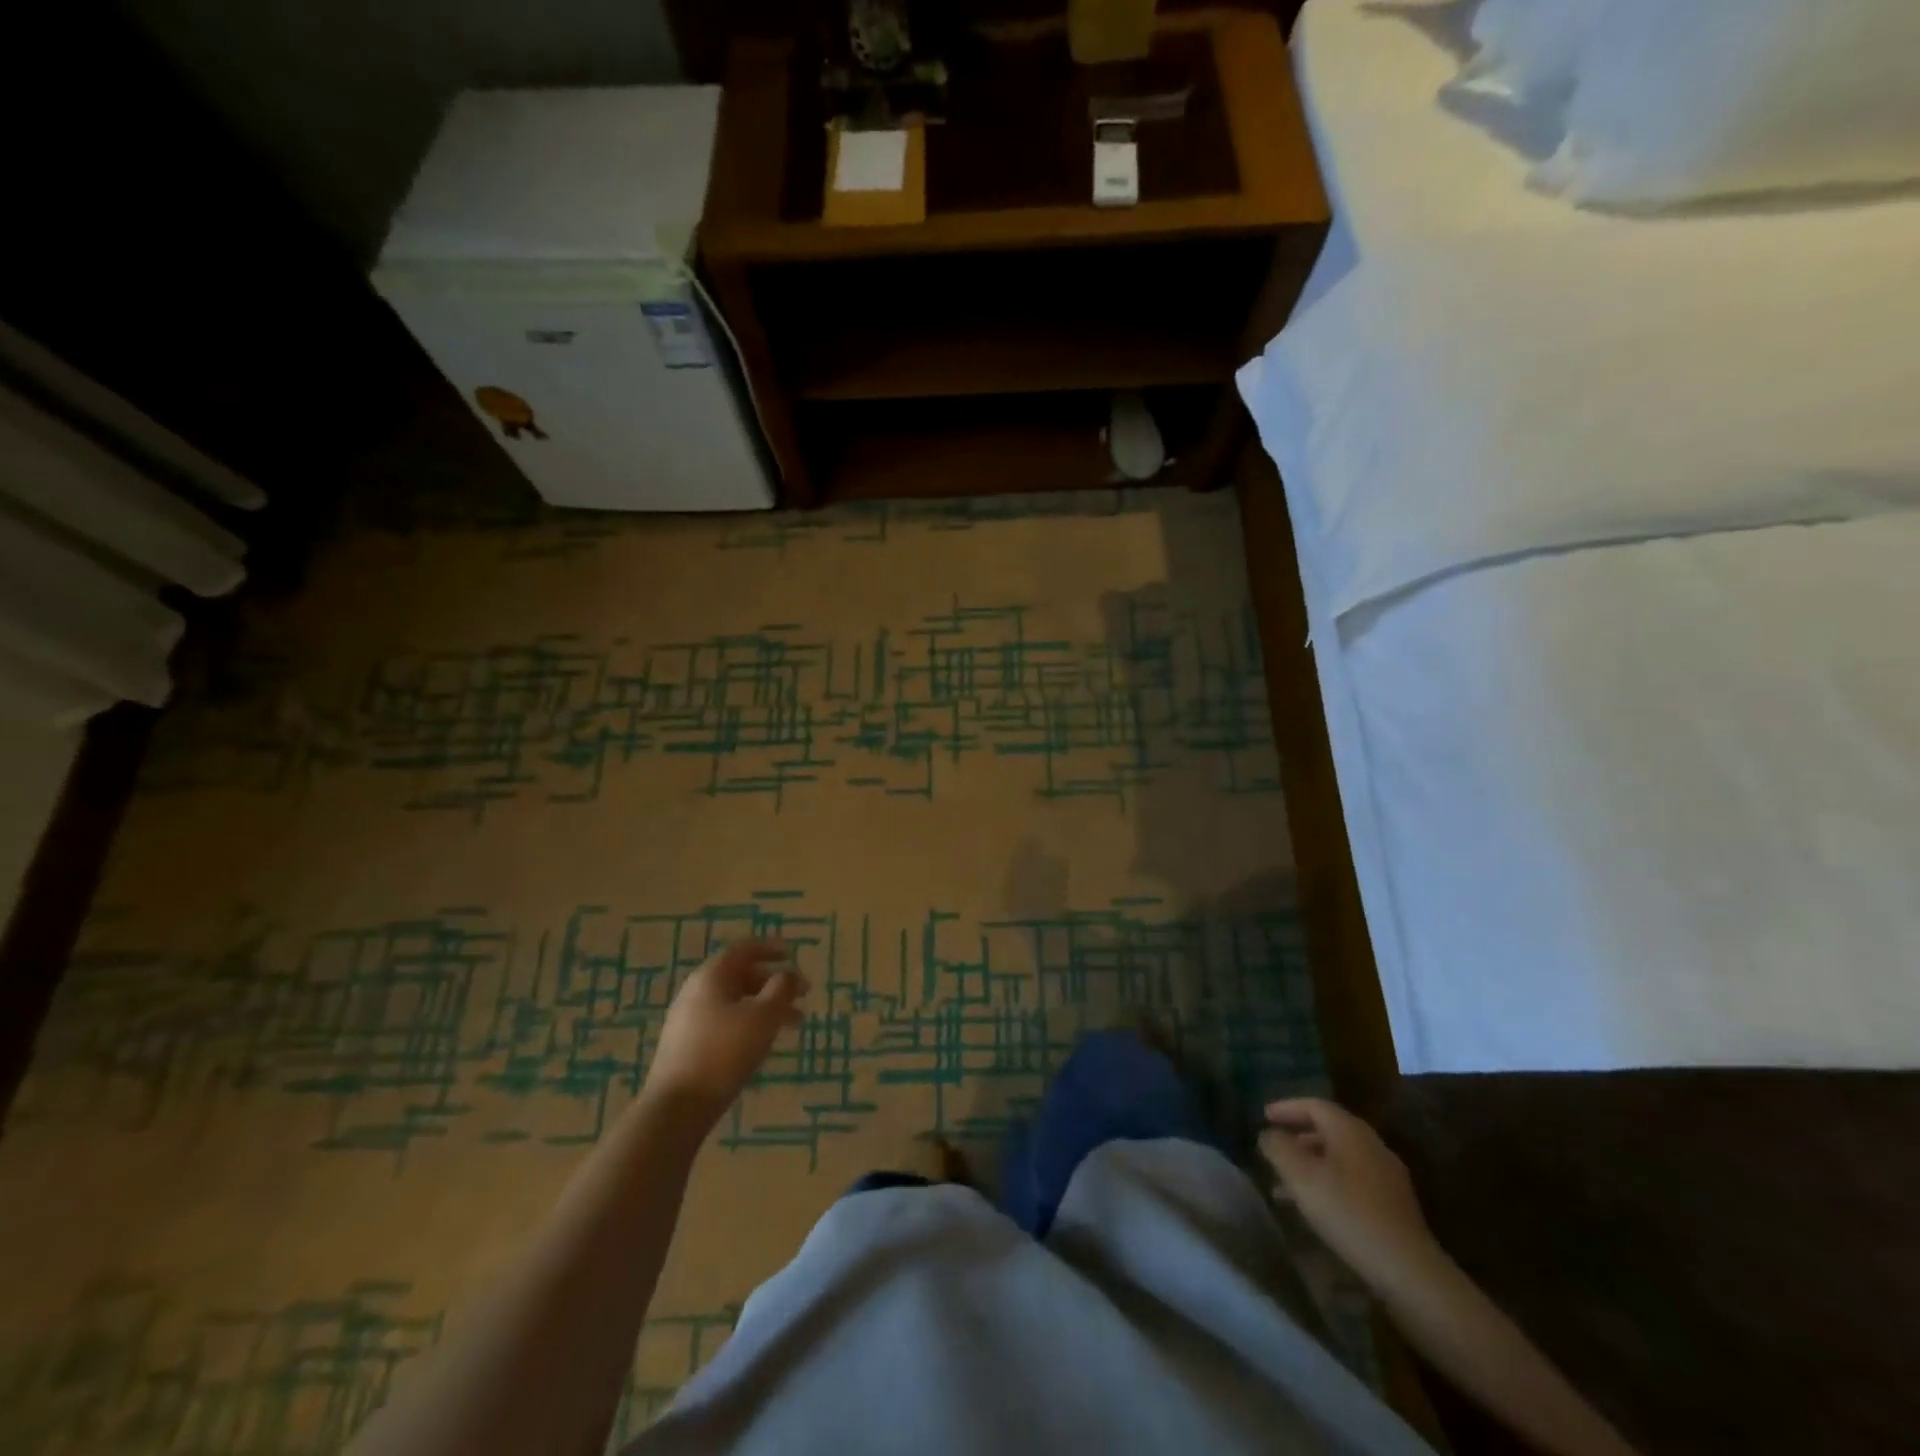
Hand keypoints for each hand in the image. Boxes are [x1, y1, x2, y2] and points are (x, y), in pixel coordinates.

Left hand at [644, 940, 808, 1125]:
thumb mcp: (763, 1017)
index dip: (770, 948)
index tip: (793, 955)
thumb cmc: (725, 1052)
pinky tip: (763, 1043)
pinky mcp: (687, 1046)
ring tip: (793, 1025)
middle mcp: (696, 992)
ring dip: (765, 1007)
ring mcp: (688, 1020)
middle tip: (802, 996)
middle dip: (773, 983)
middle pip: (740, 976)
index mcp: (711, 977)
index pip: (743, 950)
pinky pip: (724, 1023)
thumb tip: (789, 974)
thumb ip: (781, 990)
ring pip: (734, 1002)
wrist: (677, 1107)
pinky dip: (749, 1024)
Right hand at [1260, 1097, 1439, 1293]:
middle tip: (1276, 1147)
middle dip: (1299, 1136)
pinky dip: (1330, 1182)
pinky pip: (1353, 1180)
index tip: (1264, 1117)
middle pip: (1329, 1129)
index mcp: (1350, 1131)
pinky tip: (1318, 1206)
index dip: (1286, 1108)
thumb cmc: (1348, 1213)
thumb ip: (1278, 1148)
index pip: (1314, 1105)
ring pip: (1340, 1157)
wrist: (1408, 1270)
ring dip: (1312, 1163)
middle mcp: (1372, 1145)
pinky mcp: (1395, 1205)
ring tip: (1287, 1183)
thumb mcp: (1300, 1177)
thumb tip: (1268, 1134)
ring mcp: (1387, 1176)